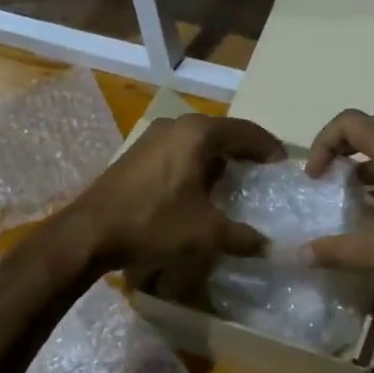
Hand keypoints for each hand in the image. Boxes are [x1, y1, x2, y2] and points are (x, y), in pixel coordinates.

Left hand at [67, 113, 283, 272]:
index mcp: (198, 134)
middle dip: (245, 152)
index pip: (247, 131)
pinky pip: (179, 150)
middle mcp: (176, 125)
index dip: (269, 148)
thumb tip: (271, 248)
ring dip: (219, 158)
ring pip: (199, 141)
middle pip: (223, 133)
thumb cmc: (154, 223)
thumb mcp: (206, 234)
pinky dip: (196, 163)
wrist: (90, 232)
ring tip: (234, 183)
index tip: (283, 167)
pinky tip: (199, 189)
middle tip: (262, 174)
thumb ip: (243, 238)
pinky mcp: (137, 152)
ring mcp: (153, 136)